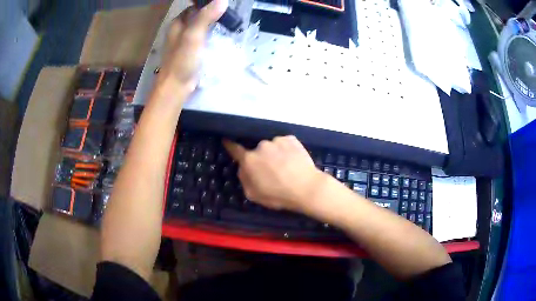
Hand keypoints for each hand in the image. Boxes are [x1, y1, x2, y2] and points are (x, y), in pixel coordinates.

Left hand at [153, 0, 227, 100]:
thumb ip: (206, 16)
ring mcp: (184, 41)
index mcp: (178, 23)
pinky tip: (219, 37)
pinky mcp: (189, 51)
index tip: (223, 6)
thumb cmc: (182, 60)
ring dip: (212, 24)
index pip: (194, 6)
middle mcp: (179, 29)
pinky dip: (210, 34)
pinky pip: (202, 37)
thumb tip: (222, 0)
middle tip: (228, 15)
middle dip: (212, 13)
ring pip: (200, 26)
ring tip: (228, 23)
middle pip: (198, 15)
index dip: (207, 4)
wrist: (176, 86)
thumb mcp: (194, 35)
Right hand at [223, 136, 326, 211]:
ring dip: (275, 154)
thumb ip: (244, 179)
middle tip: (272, 171)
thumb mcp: (254, 195)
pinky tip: (293, 161)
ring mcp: (277, 140)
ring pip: (272, 147)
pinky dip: (286, 150)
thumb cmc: (278, 195)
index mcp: (249, 160)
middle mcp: (261, 146)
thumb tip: (243, 168)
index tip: (226, 140)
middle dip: (261, 159)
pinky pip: (284, 144)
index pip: (235, 149)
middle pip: (257, 151)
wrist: (307, 188)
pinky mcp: (291, 139)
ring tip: (286, 167)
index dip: (230, 145)